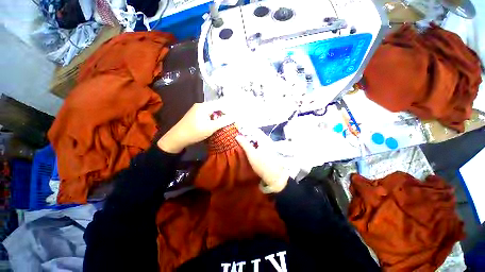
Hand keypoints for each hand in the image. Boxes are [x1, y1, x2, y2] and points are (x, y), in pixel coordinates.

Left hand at [158, 99, 233, 153]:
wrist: (176, 138)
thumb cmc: (194, 133)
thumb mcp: (210, 128)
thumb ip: (223, 121)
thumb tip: (235, 116)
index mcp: (204, 106)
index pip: (221, 104)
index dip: (229, 110)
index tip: (236, 117)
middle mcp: (201, 105)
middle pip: (217, 107)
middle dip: (225, 113)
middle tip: (232, 121)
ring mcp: (198, 110)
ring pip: (213, 111)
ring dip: (220, 116)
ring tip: (226, 123)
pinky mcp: (196, 115)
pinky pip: (209, 114)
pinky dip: (214, 118)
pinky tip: (216, 124)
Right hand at [236, 129, 288, 192]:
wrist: (275, 176)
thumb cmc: (262, 164)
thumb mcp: (251, 154)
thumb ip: (244, 144)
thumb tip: (237, 136)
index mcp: (264, 139)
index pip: (255, 130)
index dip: (247, 131)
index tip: (239, 134)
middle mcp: (268, 141)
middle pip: (257, 135)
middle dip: (249, 136)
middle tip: (240, 140)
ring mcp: (270, 147)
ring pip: (259, 141)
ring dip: (252, 141)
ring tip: (244, 145)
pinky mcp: (270, 152)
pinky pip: (261, 145)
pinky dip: (255, 146)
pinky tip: (251, 151)